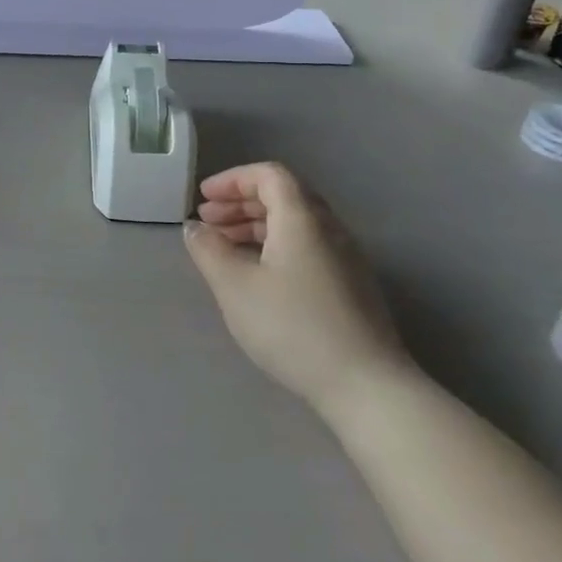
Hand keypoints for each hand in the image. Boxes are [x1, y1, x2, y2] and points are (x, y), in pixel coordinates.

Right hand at [183, 162, 410, 417]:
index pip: (269, 175)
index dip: (232, 180)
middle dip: (240, 202)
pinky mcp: (352, 285)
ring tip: (225, 248)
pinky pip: (307, 246)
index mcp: (302, 218)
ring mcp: (346, 258)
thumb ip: (209, 250)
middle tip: (208, 222)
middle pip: (283, 195)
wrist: (366, 386)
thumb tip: (195, 227)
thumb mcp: (235, 287)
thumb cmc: (293, 327)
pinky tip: (257, 275)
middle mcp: (329, 228)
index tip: (202, 199)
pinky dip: (275, 245)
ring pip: (296, 223)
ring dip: (256, 225)